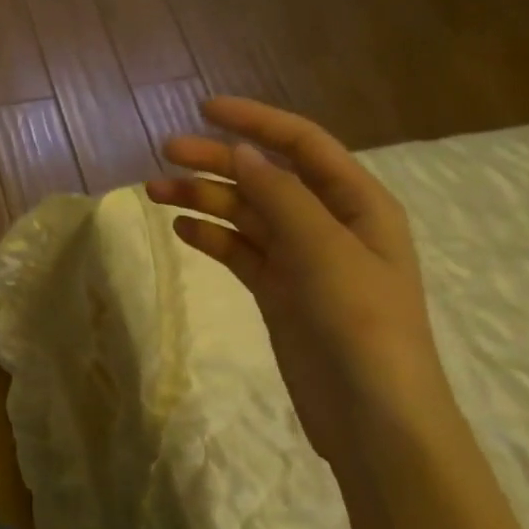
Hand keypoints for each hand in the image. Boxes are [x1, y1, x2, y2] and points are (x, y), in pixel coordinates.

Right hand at [146, 97, 447, 466]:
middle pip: (265, 177)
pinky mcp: (278, 292)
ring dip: (204, 199)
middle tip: (165, 153)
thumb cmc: (361, 323)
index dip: (255, 121)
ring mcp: (301, 260)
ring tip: (155, 192)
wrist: (373, 418)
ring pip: (245, 214)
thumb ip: (281, 196)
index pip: (302, 144)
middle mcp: (328, 223)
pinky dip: (211, 237)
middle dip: (217, 161)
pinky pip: (239, 251)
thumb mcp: (324, 249)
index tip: (204, 109)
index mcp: (356, 203)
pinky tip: (181, 230)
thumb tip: (242, 152)